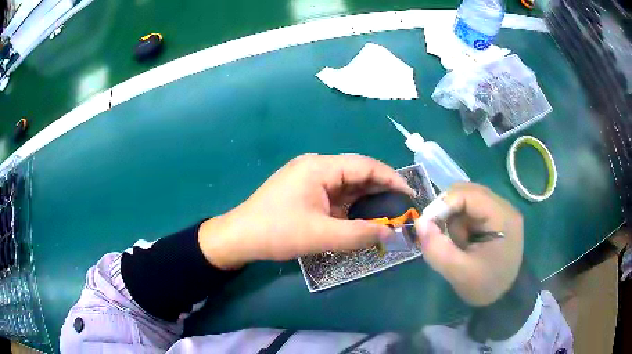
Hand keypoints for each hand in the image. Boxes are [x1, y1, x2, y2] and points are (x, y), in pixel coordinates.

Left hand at [198, 154, 413, 269]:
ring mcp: (308, 178)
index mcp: (320, 168)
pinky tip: (362, 216)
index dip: (390, 178)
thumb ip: (359, 235)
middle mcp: (316, 167)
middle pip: (357, 172)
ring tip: (388, 213)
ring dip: (366, 198)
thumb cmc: (276, 232)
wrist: (239, 237)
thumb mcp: (321, 236)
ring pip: (346, 184)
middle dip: (380, 189)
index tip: (409, 193)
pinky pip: (335, 194)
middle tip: (402, 206)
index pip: (365, 165)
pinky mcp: (304, 191)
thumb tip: (392, 234)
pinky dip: (350, 205)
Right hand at [415, 182, 522, 305]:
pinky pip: (470, 209)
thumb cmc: (485, 286)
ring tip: (458, 244)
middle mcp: (503, 206)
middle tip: (440, 234)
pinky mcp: (495, 217)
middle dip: (448, 212)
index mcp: (502, 216)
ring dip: (454, 219)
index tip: (427, 226)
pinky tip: (464, 241)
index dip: (443, 205)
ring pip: (467, 199)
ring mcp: (500, 210)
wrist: (504, 296)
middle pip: (467, 192)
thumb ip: (437, 249)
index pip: (468, 194)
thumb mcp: (459, 272)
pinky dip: (460, 222)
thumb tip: (419, 222)